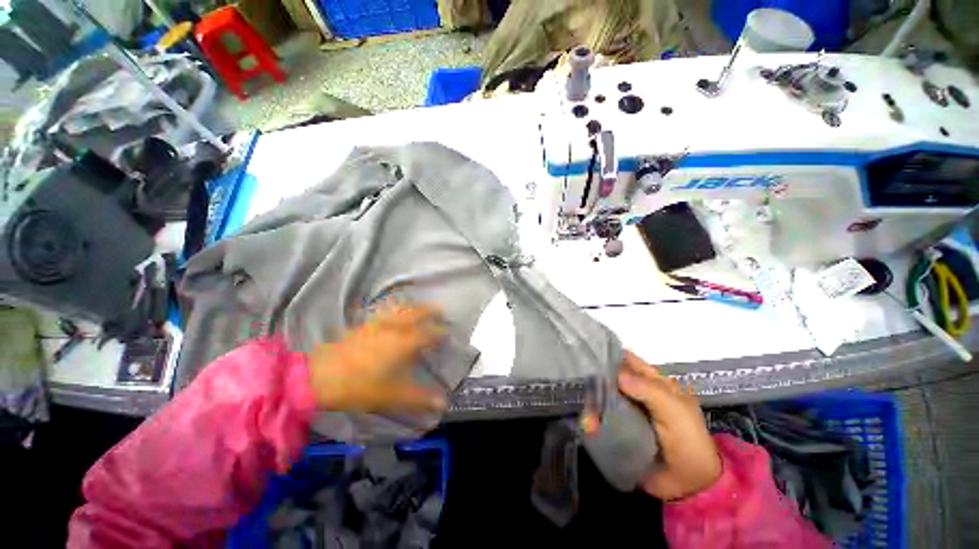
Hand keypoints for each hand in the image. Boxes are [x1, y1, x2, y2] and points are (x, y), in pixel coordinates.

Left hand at [307, 305, 447, 413]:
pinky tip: (391, 310)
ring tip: (420, 304)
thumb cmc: (358, 387)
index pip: (427, 334)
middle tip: (440, 308)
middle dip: (429, 309)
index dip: (439, 333)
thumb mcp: (390, 396)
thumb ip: (418, 398)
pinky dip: (392, 307)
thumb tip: (442, 403)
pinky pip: (382, 311)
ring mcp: (376, 325)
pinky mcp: (362, 326)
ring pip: (399, 309)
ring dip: (412, 305)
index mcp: (402, 344)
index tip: (448, 333)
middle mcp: (392, 329)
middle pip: (415, 313)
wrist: (317, 378)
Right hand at [584, 351, 720, 500]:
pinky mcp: (618, 430)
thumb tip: (617, 375)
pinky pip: (601, 419)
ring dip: (593, 404)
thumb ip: (648, 390)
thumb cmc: (688, 440)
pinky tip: (589, 426)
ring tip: (589, 416)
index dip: (611, 356)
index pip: (628, 361)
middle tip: (585, 388)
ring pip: (602, 398)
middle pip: (611, 379)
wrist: (690, 485)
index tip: (591, 356)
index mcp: (653, 383)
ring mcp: (626, 412)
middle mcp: (637, 393)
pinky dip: (592, 421)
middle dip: (596, 382)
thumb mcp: (675, 411)